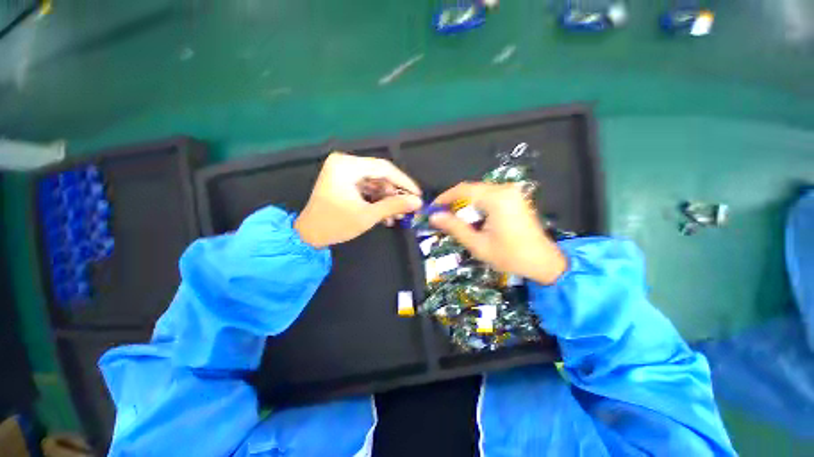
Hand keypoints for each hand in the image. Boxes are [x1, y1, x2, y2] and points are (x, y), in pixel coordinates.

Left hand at [295, 152, 422, 247]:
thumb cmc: (336, 225)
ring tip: (397, 216)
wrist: (309, 236)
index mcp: (346, 166)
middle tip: (407, 208)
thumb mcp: (368, 215)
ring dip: (387, 199)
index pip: (383, 168)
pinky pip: (367, 187)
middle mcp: (345, 163)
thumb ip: (394, 206)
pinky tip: (385, 215)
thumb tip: (418, 202)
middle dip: (394, 193)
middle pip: (380, 175)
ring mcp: (343, 172)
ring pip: (375, 182)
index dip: (403, 182)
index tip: (417, 194)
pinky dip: (377, 200)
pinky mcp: (344, 181)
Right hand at [429, 182, 566, 284]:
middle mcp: (505, 190)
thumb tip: (434, 217)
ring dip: (465, 204)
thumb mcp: (477, 244)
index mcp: (496, 199)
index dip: (445, 197)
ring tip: (454, 219)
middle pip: (471, 189)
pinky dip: (477, 205)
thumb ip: (455, 227)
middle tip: (442, 216)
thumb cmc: (509, 256)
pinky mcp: (515, 198)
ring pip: (479, 192)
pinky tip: (472, 218)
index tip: (432, 208)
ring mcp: (512, 192)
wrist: (543, 262)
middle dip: (454, 201)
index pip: (463, 190)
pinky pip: (489, 196)